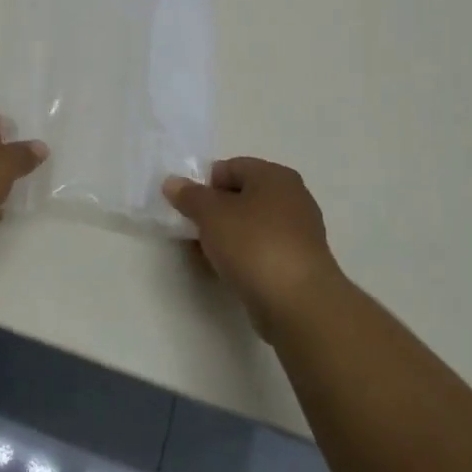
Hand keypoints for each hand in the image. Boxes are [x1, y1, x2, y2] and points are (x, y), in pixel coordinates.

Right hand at [163, 158, 344, 337]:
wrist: (298, 303)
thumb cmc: (253, 244)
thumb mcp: (211, 214)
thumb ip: (189, 195)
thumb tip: (173, 182)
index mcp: (275, 176)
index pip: (230, 167)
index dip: (204, 184)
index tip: (186, 207)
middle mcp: (292, 198)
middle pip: (241, 197)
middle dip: (213, 213)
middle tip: (191, 231)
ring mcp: (298, 233)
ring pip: (250, 226)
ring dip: (225, 237)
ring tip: (204, 256)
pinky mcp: (298, 264)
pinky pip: (261, 251)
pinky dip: (242, 257)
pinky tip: (226, 272)